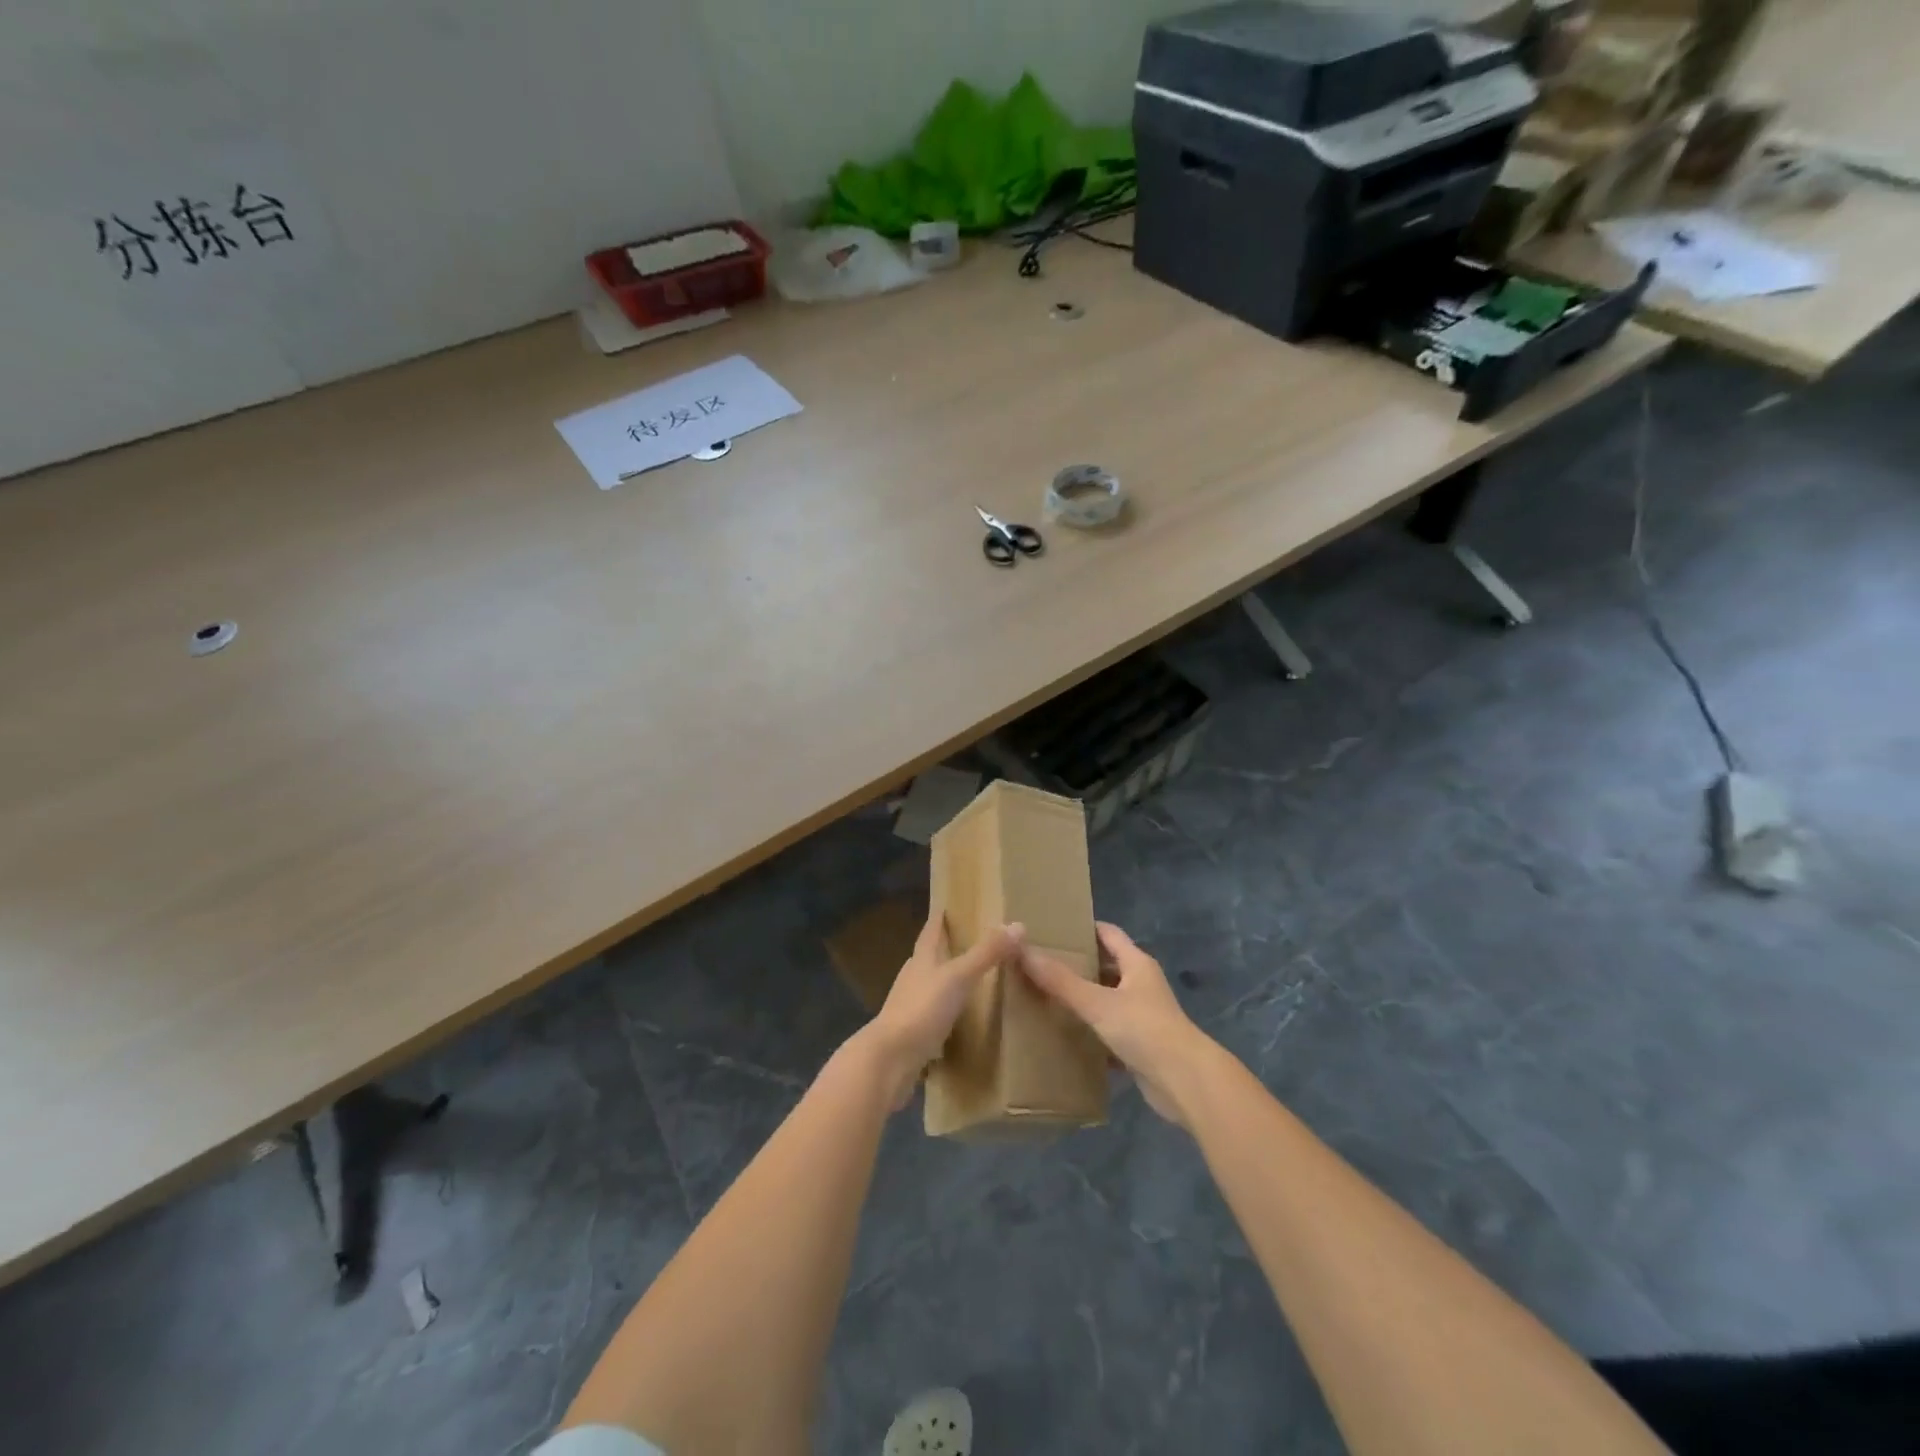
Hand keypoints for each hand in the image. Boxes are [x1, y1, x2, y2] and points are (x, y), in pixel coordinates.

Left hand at [858, 910, 1025, 1109]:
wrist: (890, 1059)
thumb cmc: (922, 1009)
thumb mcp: (958, 977)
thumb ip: (986, 953)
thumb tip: (1018, 925)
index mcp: (921, 960)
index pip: (931, 931)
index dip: (939, 919)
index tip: (948, 906)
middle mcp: (913, 978)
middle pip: (929, 957)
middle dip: (945, 949)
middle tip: (969, 942)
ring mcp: (910, 1007)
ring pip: (930, 986)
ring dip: (946, 981)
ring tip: (969, 979)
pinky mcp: (912, 1033)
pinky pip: (932, 1015)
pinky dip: (946, 1012)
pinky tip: (959, 1019)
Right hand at [1020, 922, 1212, 1125]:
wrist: (1185, 1083)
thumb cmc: (1144, 1029)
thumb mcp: (1097, 1002)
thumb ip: (1060, 980)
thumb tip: (1022, 949)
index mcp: (1137, 964)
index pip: (1108, 933)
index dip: (1083, 928)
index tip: (1052, 929)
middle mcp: (1142, 985)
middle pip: (1107, 966)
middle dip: (1078, 964)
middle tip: (1041, 964)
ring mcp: (1144, 1016)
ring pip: (1107, 1000)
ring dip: (1083, 999)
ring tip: (1046, 997)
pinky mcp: (1142, 1046)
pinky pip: (1110, 1031)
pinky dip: (1091, 1032)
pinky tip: (1066, 1036)